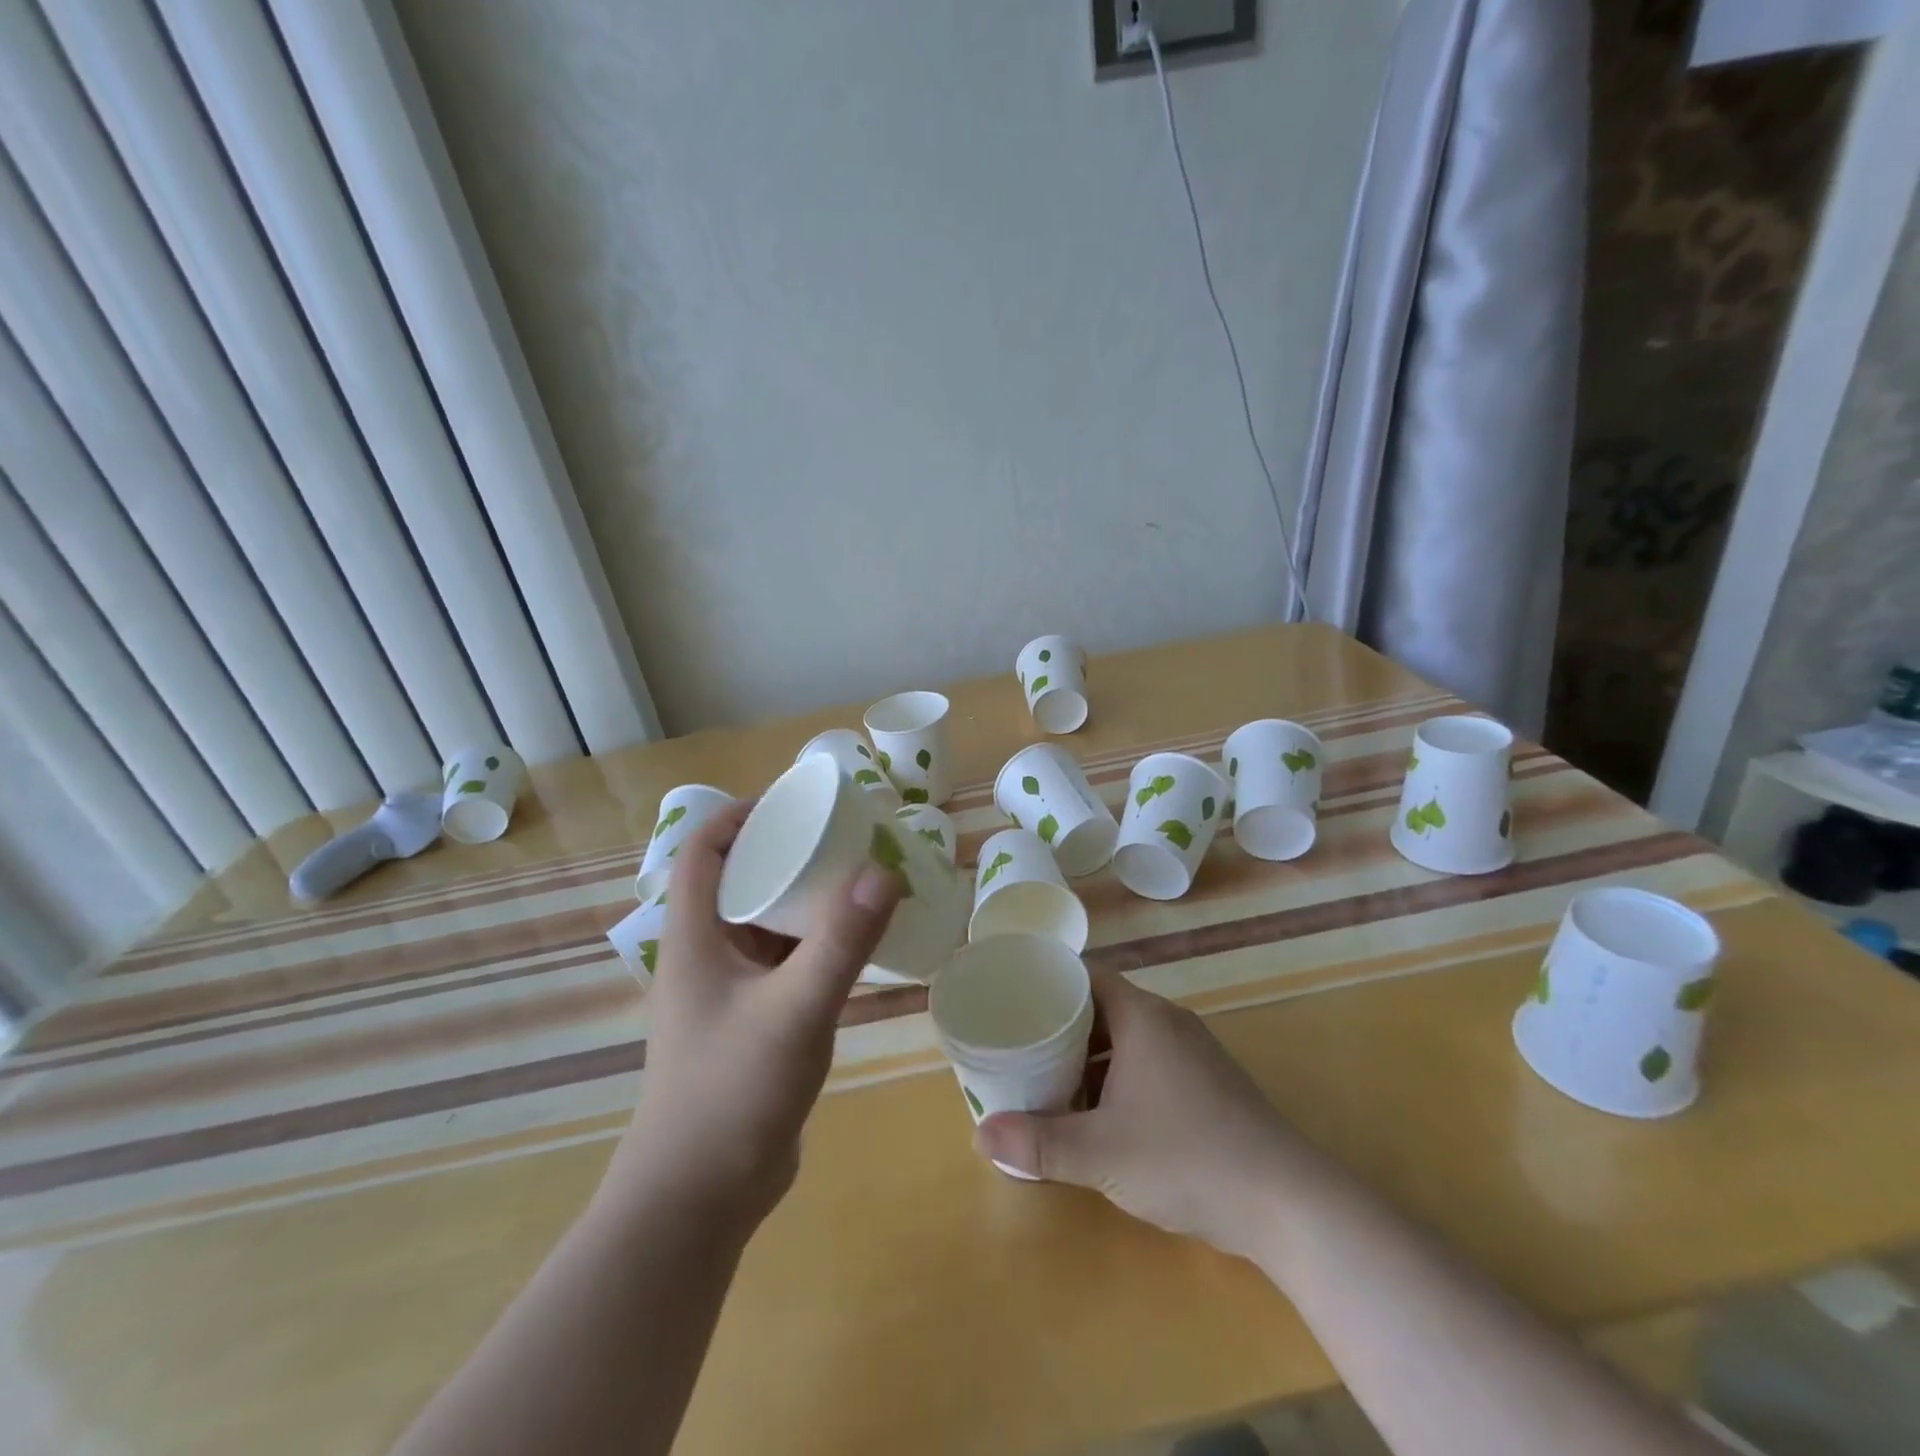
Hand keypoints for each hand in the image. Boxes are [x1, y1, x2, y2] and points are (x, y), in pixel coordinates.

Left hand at [607, 799, 900, 1230]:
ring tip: (859, 879)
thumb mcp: (794, 1009)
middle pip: (742, 880)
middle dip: (788, 852)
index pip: (705, 849)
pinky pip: (785, 961)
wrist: (699, 1199)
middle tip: (845, 837)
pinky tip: (857, 943)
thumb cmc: (731, 1093)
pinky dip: (816, 942)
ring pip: (767, 923)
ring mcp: (729, 990)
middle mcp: (706, 954)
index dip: (741, 815)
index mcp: (694, 936)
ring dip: (807, 899)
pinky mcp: (753, 1021)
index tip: (796, 801)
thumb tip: (884, 869)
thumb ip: (841, 941)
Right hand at [975, 970, 1321, 1263]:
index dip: (1048, 982)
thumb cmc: (1187, 1158)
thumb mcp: (1101, 1153)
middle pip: (1102, 1007)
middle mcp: (1167, 1023)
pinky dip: (1117, 1078)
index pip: (1085, 976)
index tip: (1013, 1000)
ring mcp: (1192, 1054)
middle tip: (1019, 1045)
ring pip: (1126, 1040)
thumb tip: (979, 1136)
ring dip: (1088, 1058)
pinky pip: (1148, 1064)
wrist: (1288, 1204)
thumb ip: (1038, 1143)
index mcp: (1142, 1017)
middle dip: (1060, 1027)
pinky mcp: (1208, 1085)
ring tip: (1048, 1082)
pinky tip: (1099, 1116)